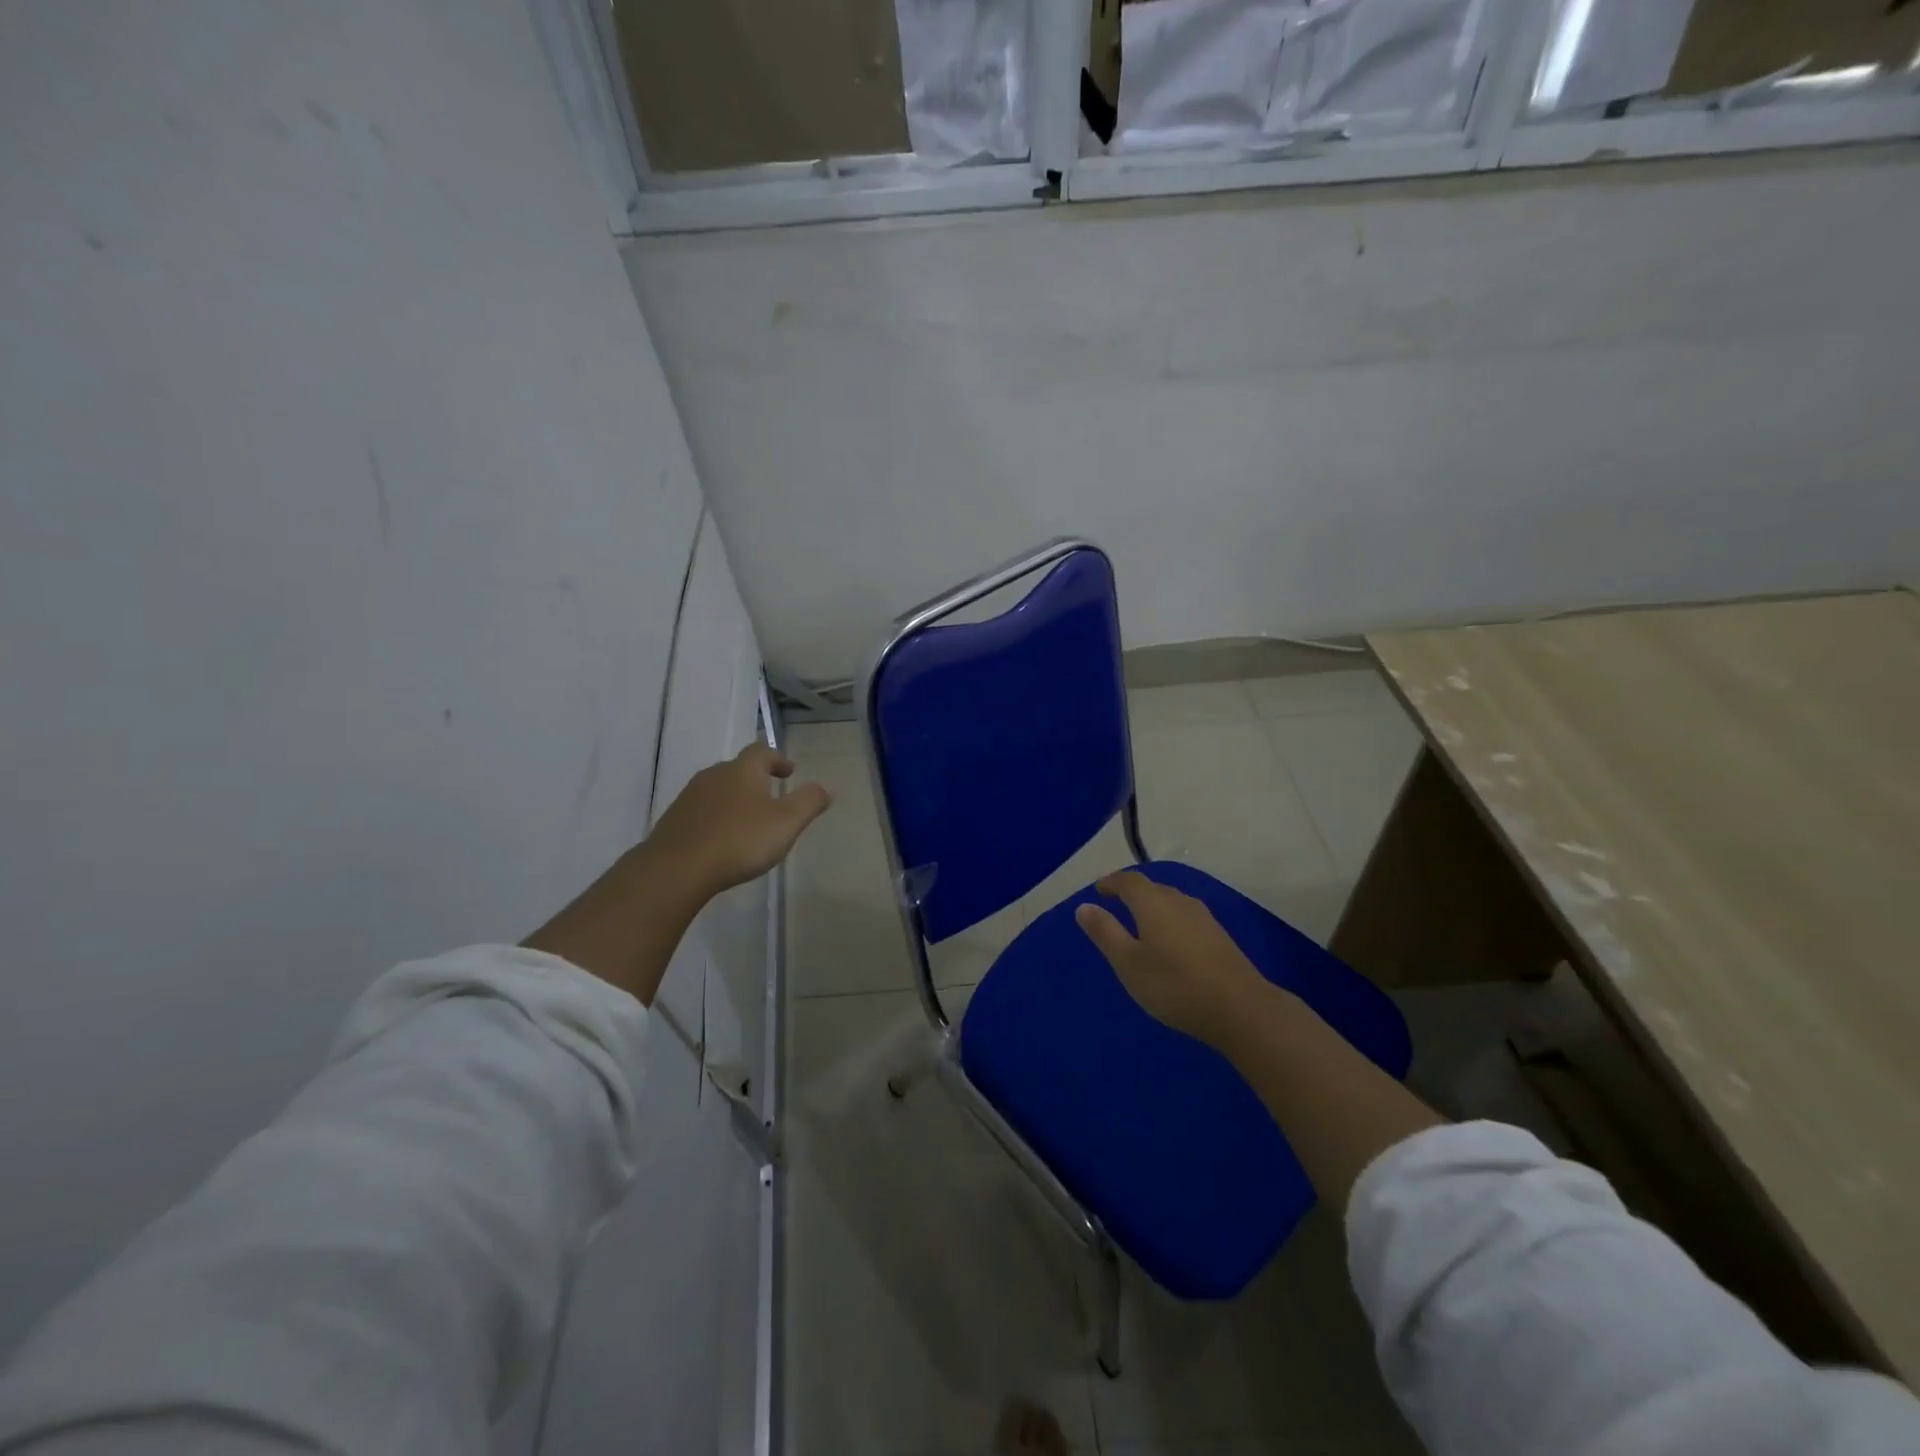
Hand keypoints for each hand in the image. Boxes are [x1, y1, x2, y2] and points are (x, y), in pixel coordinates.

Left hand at [645, 743, 831, 900]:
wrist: (677, 868)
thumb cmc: (739, 840)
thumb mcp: (786, 822)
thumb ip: (808, 802)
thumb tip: (826, 787)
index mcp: (743, 770)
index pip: (762, 752)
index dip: (777, 759)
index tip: (788, 772)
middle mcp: (714, 775)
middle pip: (738, 768)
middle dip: (755, 778)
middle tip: (771, 795)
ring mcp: (689, 797)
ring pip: (718, 789)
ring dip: (734, 798)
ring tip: (747, 819)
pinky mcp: (674, 820)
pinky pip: (701, 811)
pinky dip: (716, 817)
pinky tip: (721, 838)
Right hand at [1075, 872, 1270, 1047]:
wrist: (1240, 1008)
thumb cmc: (1174, 985)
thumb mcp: (1128, 963)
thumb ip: (1105, 932)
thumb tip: (1084, 906)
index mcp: (1153, 904)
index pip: (1129, 881)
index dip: (1112, 882)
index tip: (1099, 888)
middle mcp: (1179, 902)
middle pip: (1152, 888)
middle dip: (1132, 891)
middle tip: (1116, 901)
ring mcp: (1203, 918)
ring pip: (1172, 901)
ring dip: (1153, 904)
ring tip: (1141, 919)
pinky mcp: (1219, 936)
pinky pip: (1185, 916)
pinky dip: (1170, 919)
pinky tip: (1171, 939)